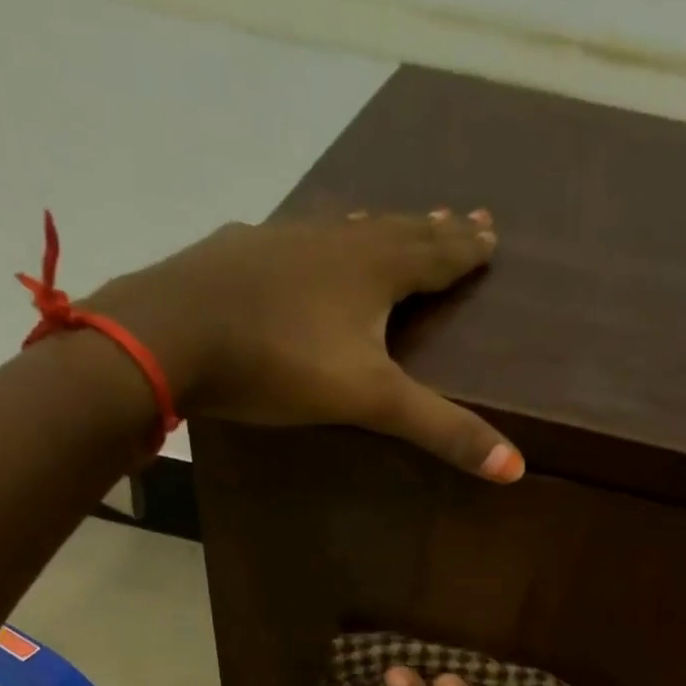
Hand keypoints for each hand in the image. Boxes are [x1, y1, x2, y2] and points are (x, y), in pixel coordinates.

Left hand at [84, 209, 522, 481]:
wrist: (172, 334)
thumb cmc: (280, 363)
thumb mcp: (369, 401)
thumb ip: (439, 430)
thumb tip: (514, 467)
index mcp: (373, 267)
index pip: (436, 252)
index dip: (467, 248)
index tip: (491, 234)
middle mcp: (333, 240)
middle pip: (395, 229)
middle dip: (432, 229)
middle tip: (461, 218)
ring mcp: (279, 240)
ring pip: (341, 229)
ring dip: (373, 228)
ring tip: (388, 224)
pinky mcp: (236, 254)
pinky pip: (290, 240)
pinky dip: (312, 243)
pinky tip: (297, 247)